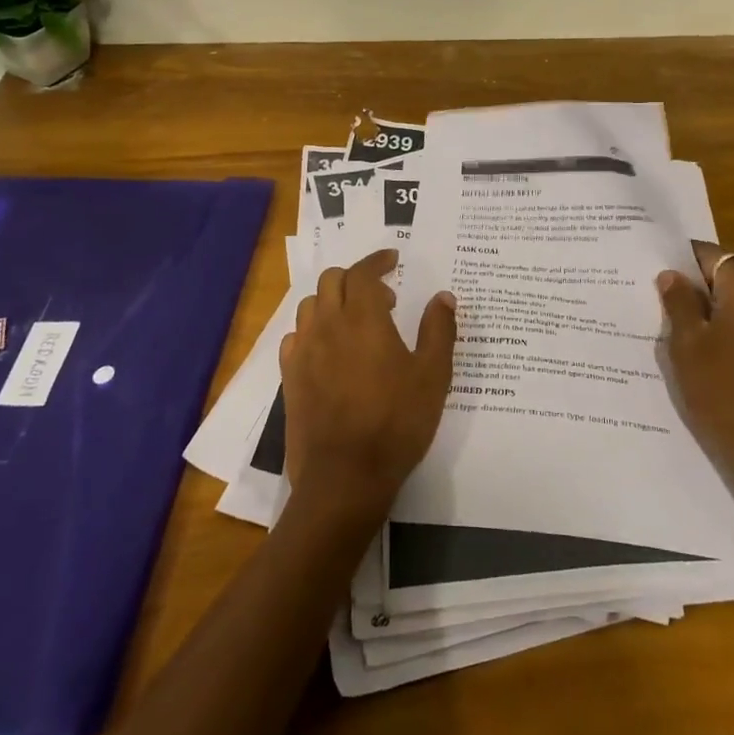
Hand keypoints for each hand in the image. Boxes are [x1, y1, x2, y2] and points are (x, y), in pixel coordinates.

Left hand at [279, 250, 456, 525]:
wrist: (345, 475)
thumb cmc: (396, 421)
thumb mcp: (433, 375)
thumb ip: (439, 330)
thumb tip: (444, 297)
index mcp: (363, 317)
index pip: (363, 271)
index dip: (378, 259)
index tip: (392, 258)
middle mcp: (328, 324)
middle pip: (332, 280)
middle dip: (356, 277)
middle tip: (383, 297)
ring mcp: (304, 351)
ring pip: (310, 305)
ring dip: (332, 301)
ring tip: (355, 322)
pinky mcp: (289, 377)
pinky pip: (296, 337)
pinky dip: (313, 330)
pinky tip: (329, 350)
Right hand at [658, 242, 733, 481]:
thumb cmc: (722, 389)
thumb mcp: (688, 342)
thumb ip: (678, 302)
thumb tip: (672, 275)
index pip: (709, 254)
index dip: (678, 257)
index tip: (649, 266)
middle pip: (722, 276)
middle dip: (688, 284)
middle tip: (649, 293)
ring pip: (730, 303)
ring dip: (701, 309)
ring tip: (662, 321)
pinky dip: (717, 329)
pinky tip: (689, 347)